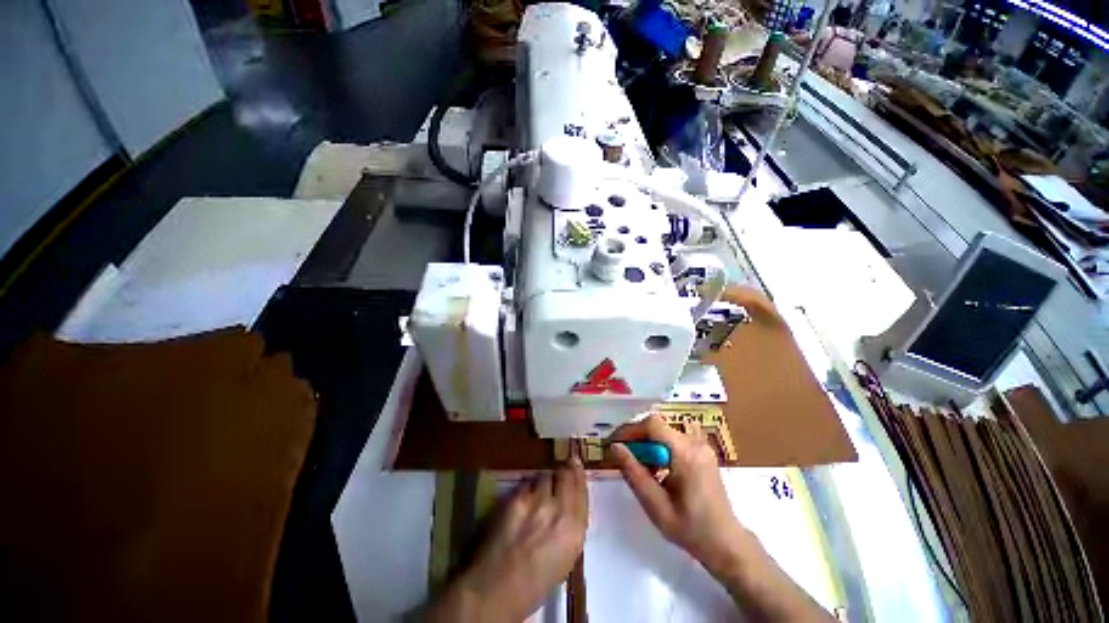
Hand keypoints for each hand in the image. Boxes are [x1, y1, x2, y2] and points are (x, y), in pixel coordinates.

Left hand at [428, 459, 588, 622]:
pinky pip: (526, 483)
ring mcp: (537, 501)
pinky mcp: (517, 497)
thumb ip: (571, 526)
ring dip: (545, 478)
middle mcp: (559, 510)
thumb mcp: (565, 558)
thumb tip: (569, 505)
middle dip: (564, 469)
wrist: (498, 587)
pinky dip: (527, 486)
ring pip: (545, 475)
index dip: (579, 475)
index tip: (576, 464)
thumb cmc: (535, 583)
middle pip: (565, 475)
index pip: (581, 491)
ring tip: (541, 486)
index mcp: (575, 530)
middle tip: (563, 465)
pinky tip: (525, 496)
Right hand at [609, 414, 747, 576]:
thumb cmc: (691, 530)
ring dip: (647, 444)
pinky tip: (656, 469)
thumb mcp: (656, 506)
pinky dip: (659, 449)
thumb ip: (634, 474)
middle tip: (622, 457)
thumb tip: (614, 447)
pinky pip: (673, 440)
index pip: (652, 424)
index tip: (614, 443)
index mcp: (686, 454)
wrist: (726, 544)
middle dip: (636, 438)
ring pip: (663, 432)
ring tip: (638, 466)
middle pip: (657, 427)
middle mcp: (695, 443)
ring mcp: (701, 446)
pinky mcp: (702, 451)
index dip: (630, 429)